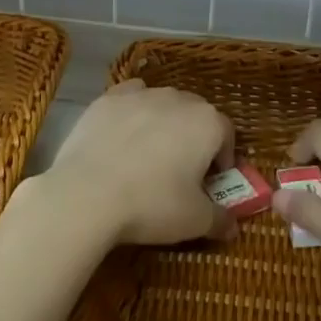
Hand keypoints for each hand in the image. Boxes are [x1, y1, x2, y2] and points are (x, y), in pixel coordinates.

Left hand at [29, 81, 237, 247]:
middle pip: (196, 114)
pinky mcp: (108, 99)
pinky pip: (131, 98)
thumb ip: (220, 219)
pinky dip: (134, 111)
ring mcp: (141, 95)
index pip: (226, 134)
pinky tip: (124, 134)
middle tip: (183, 169)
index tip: (212, 180)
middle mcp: (178, 99)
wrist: (87, 194)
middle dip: (194, 138)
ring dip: (164, 123)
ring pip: (163, 104)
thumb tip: (233, 226)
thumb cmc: (152, 205)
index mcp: (207, 123)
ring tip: (150, 154)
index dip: (223, 157)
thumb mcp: (195, 221)